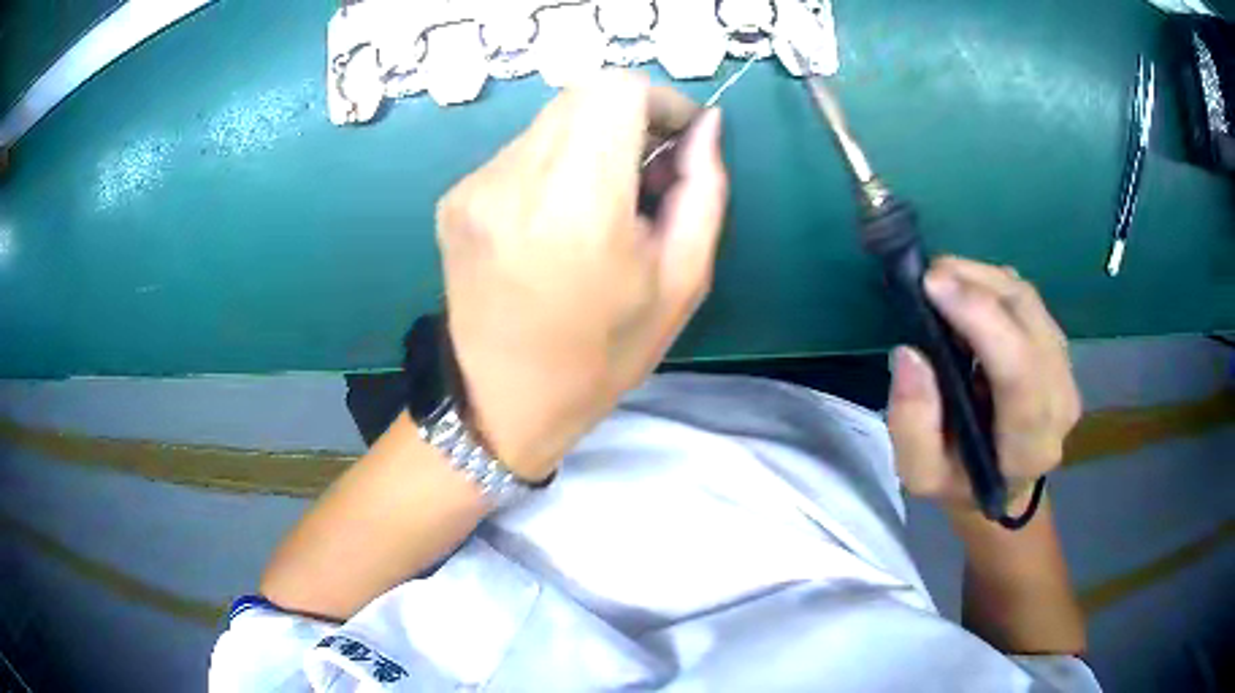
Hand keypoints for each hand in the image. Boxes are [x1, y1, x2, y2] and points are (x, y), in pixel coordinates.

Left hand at [435, 71, 727, 481]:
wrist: (502, 404)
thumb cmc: (602, 355)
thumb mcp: (682, 281)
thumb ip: (703, 188)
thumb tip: (707, 125)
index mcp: (577, 204)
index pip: (616, 90)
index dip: (658, 100)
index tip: (678, 137)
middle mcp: (514, 180)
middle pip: (583, 94)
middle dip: (628, 117)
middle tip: (647, 173)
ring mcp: (475, 186)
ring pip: (551, 120)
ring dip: (590, 140)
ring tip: (601, 203)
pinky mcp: (454, 197)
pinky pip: (520, 151)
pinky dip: (552, 164)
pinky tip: (556, 218)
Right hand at [887, 257, 1081, 512]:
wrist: (1004, 482)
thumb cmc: (960, 482)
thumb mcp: (922, 473)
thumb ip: (912, 424)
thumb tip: (910, 353)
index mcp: (1031, 444)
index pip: (1019, 372)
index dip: (981, 319)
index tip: (933, 284)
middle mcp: (1061, 400)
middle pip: (1028, 319)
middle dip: (976, 283)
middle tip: (927, 276)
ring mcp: (1066, 368)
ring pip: (1027, 299)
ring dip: (982, 278)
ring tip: (941, 282)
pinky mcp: (1058, 345)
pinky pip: (1027, 298)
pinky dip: (992, 284)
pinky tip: (966, 294)